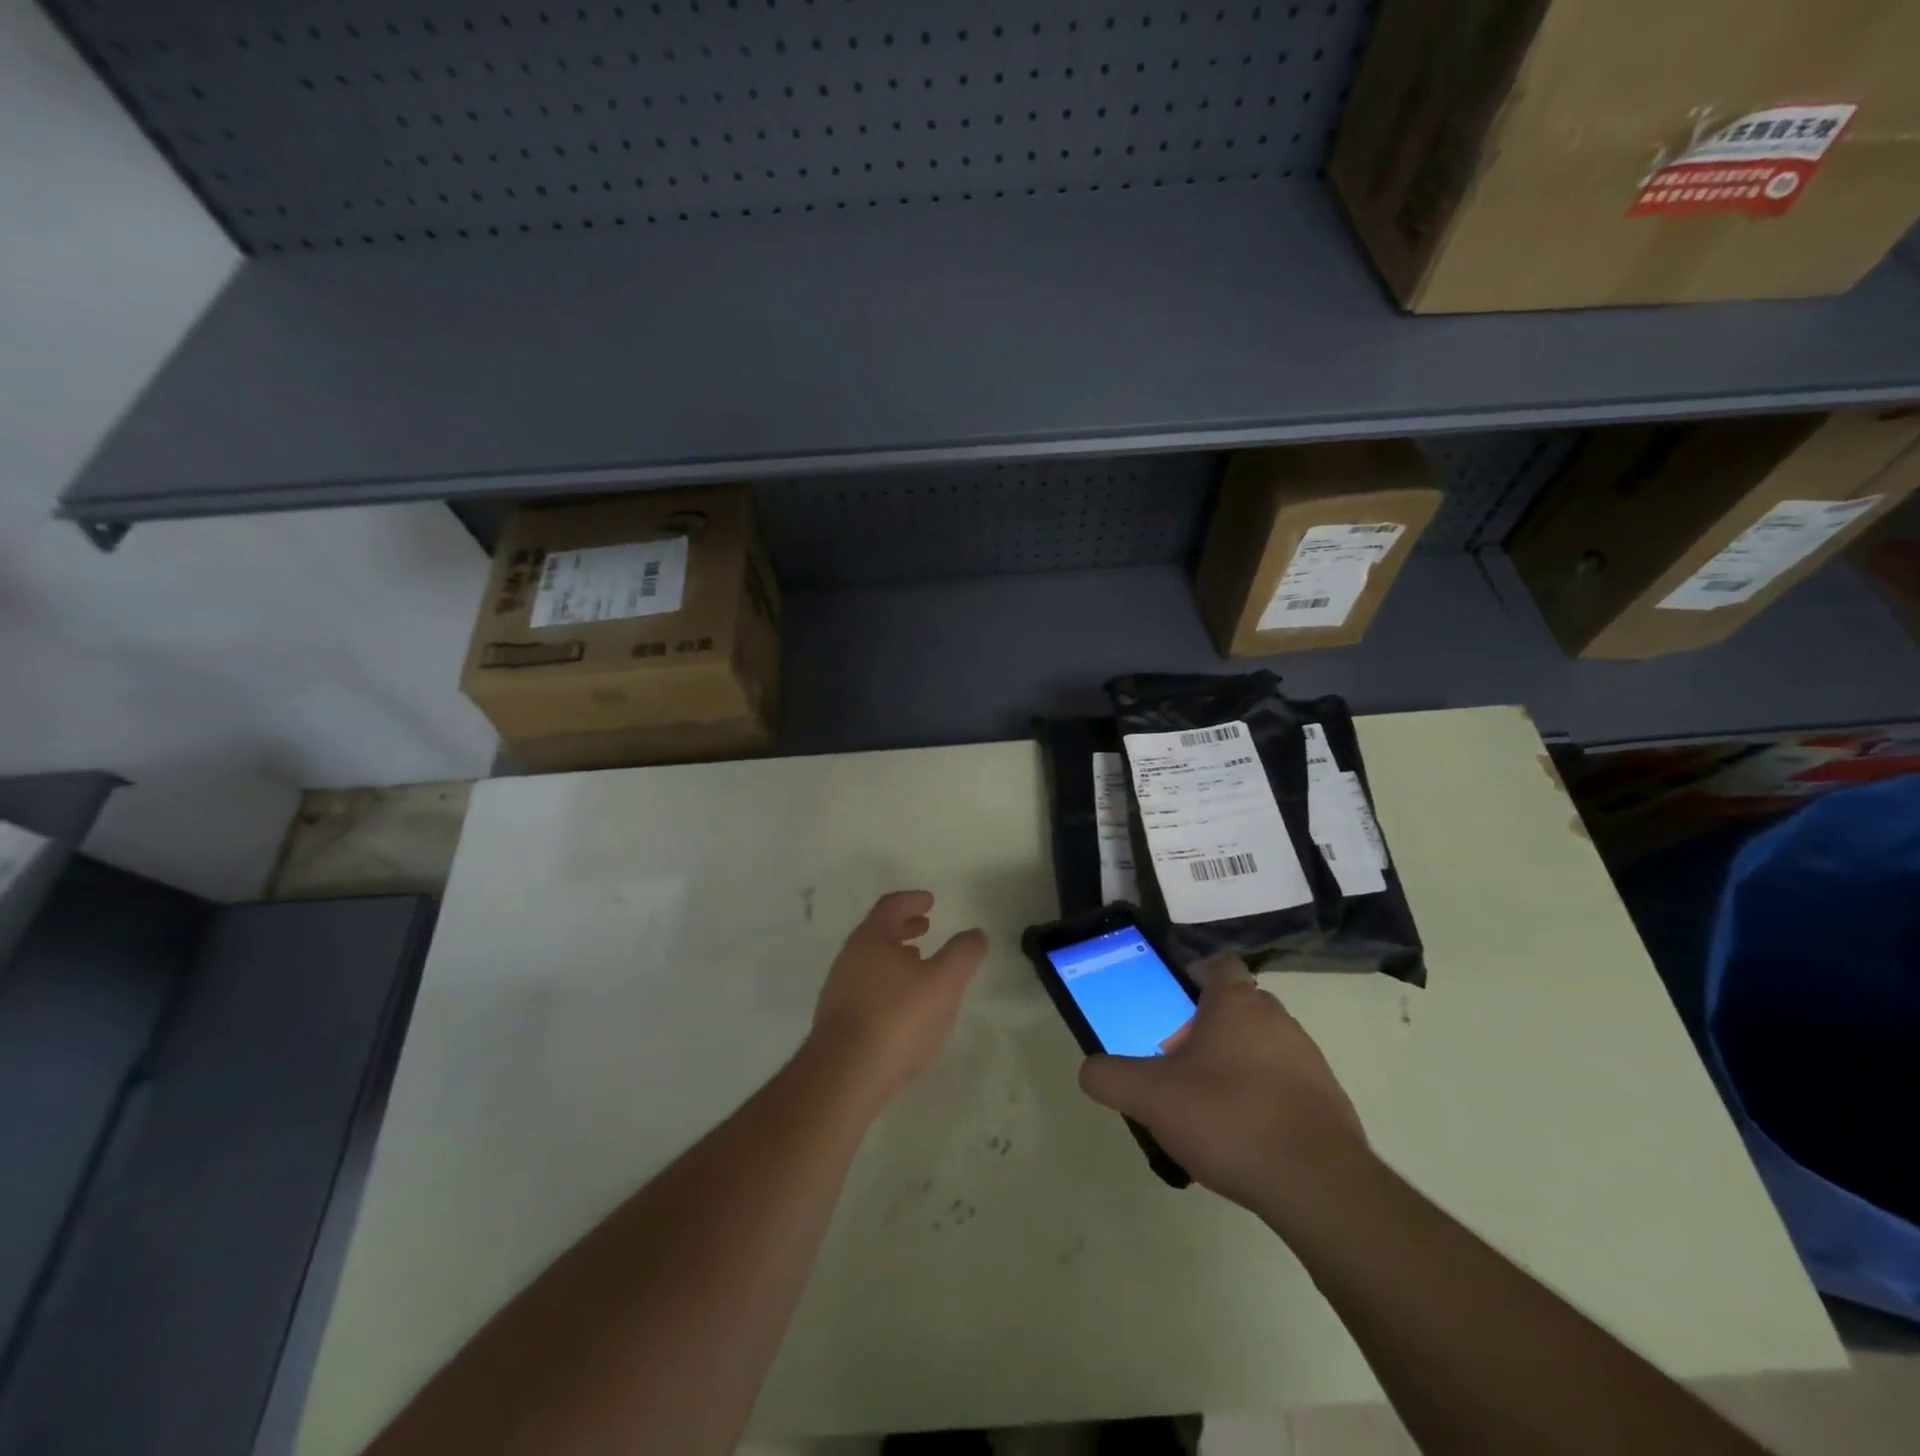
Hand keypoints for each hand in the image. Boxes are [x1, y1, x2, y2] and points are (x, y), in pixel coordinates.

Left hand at [809, 891, 987, 1102]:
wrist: (845, 1075)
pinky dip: (887, 982)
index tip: (929, 901)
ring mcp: (839, 990)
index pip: (891, 906)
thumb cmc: (897, 1017)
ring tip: (917, 963)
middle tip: (924, 926)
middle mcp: (850, 958)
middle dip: (903, 927)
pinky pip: (866, 988)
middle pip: (877, 932)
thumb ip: (963, 954)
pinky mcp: (837, 1021)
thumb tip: (975, 933)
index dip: (912, 900)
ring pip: (871, 961)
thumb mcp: (943, 982)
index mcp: (871, 938)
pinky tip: (902, 1004)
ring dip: (895, 956)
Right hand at [1078, 955, 1370, 1220]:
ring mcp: (1310, 1059)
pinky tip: (1246, 1139)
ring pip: (1262, 1046)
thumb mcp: (1150, 1098)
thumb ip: (1110, 1078)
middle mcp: (1278, 1019)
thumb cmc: (1228, 1119)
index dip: (1193, 976)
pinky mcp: (1330, 1100)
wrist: (1318, 1186)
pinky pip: (1286, 1085)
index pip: (1218, 964)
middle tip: (1179, 1066)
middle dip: (1207, 1029)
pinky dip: (1265, 1099)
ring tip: (1210, 1109)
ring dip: (1237, 1065)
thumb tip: (1089, 1070)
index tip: (1172, 1007)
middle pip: (1237, 1007)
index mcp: (1236, 1003)